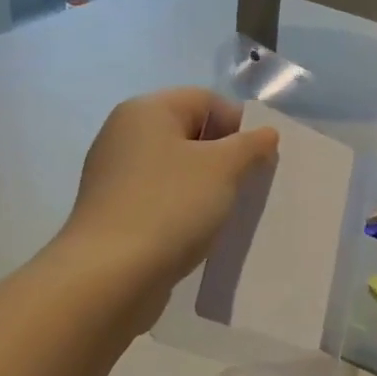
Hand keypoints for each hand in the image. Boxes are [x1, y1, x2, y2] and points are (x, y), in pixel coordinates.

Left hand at [60, 87, 279, 303]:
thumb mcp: (223, 169)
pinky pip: (161, 199)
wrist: (110, 275)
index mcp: (146, 111)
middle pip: (190, 133)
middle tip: (252, 186)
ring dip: (208, 187)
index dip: (240, 123)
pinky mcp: (114, 212)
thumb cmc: (170, 207)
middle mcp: (124, 135)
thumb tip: (265, 134)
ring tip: (230, 213)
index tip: (263, 159)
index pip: (205, 100)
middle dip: (226, 157)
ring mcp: (115, 176)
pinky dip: (185, 209)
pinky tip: (201, 232)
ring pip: (177, 170)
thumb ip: (250, 145)